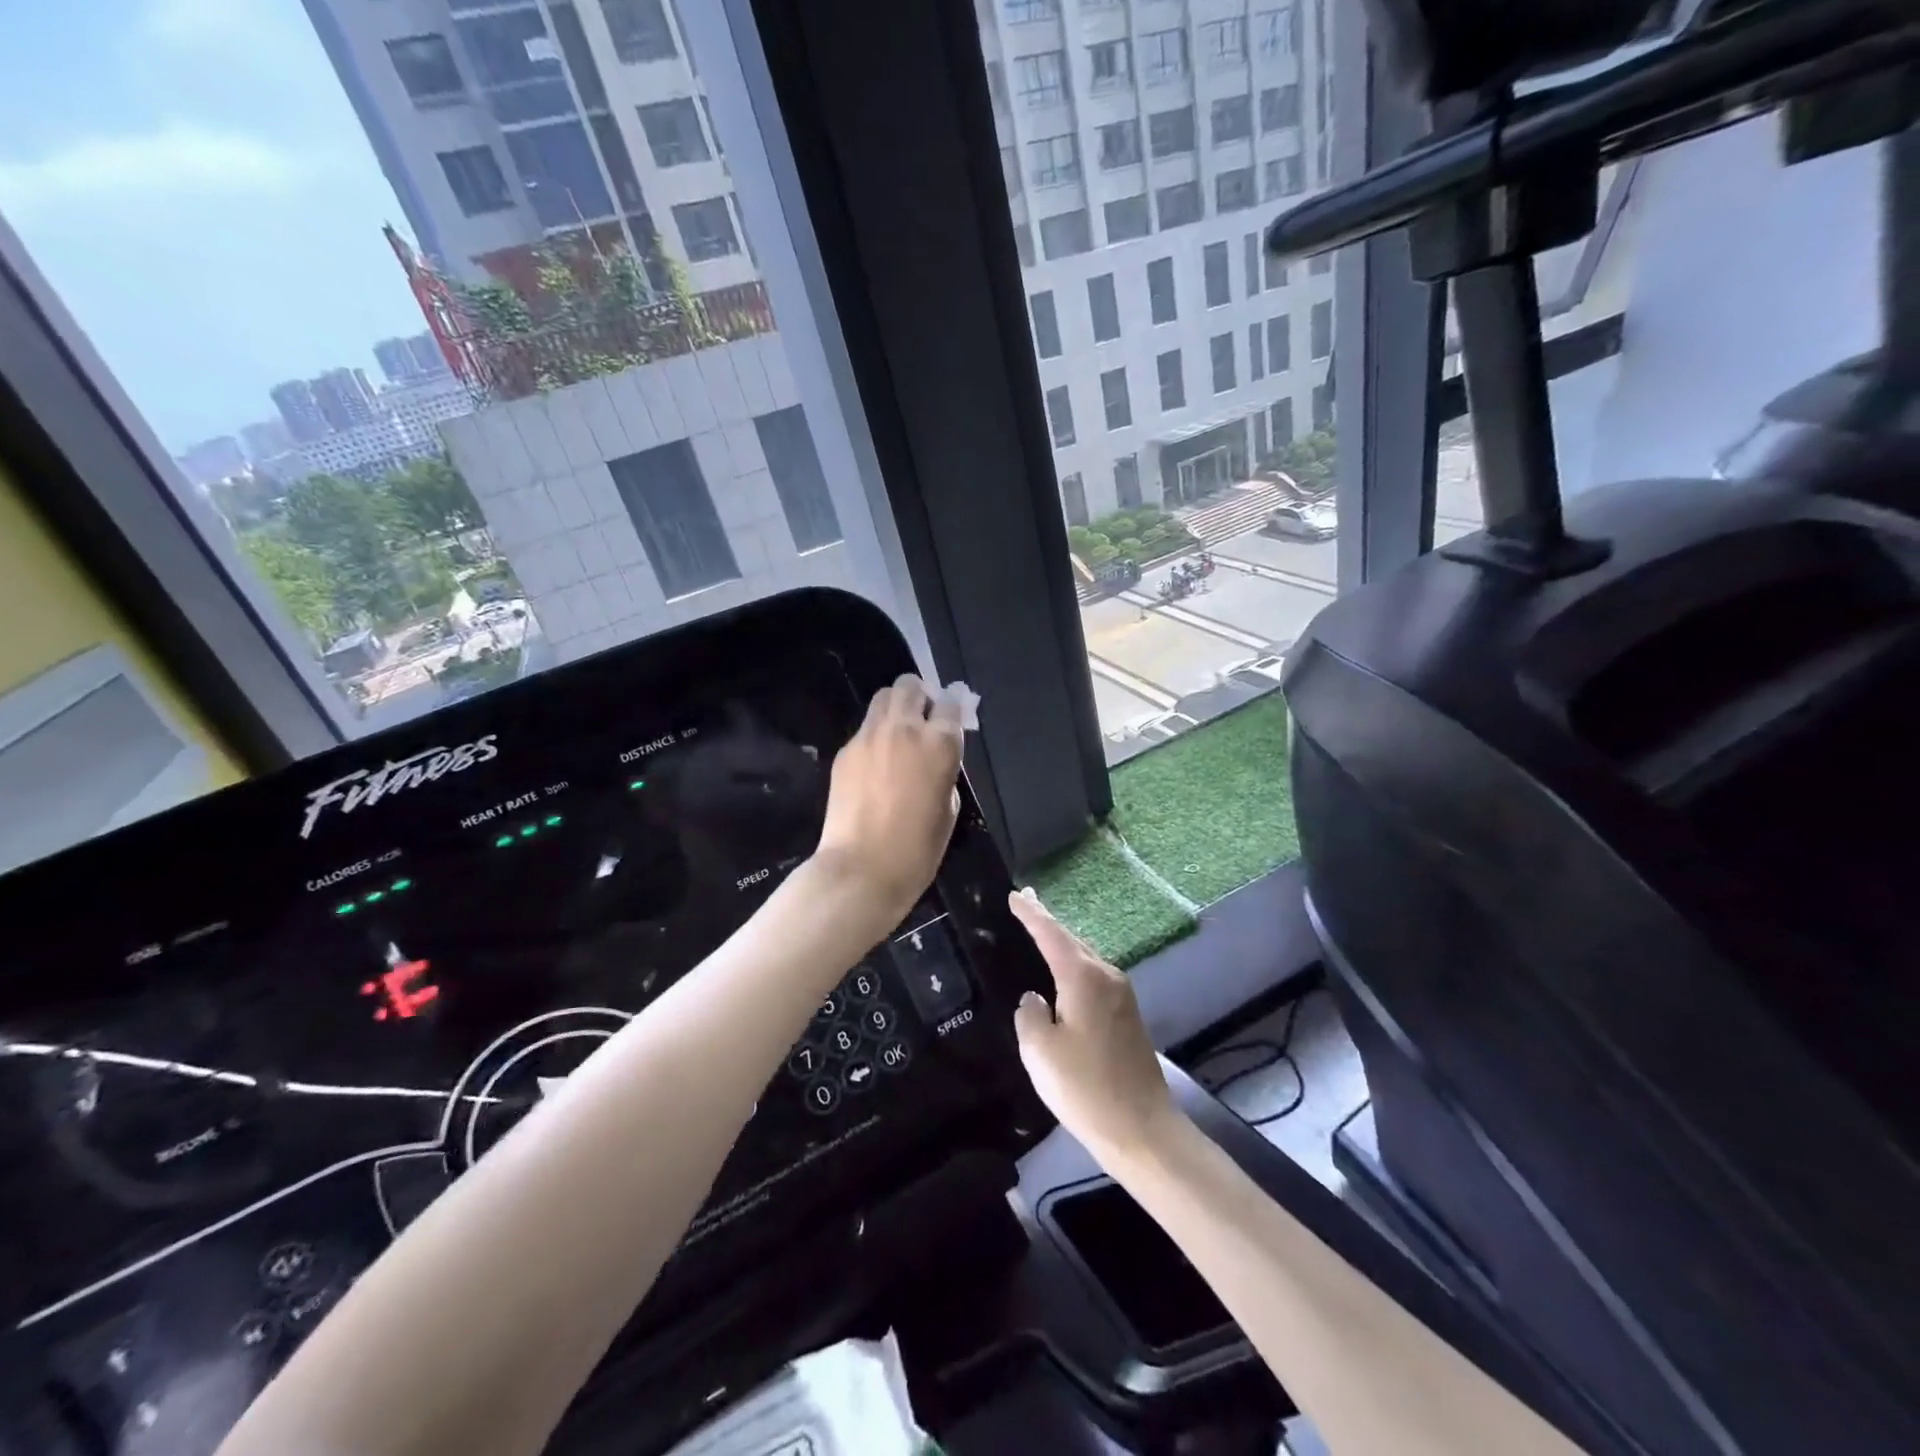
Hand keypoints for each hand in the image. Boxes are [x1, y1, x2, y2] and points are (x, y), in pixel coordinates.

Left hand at [814, 674, 964, 924]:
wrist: (862, 869)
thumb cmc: (917, 850)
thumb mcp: (949, 808)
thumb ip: (944, 771)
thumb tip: (933, 759)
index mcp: (939, 744)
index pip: (950, 703)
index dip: (953, 709)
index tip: (952, 719)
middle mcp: (904, 729)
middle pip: (910, 686)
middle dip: (919, 697)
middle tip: (922, 721)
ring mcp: (869, 737)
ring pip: (882, 698)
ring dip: (895, 708)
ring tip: (898, 736)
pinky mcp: (845, 751)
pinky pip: (864, 730)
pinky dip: (875, 736)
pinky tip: (876, 765)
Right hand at [1009, 890, 1182, 1163]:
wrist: (1142, 1130)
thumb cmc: (1085, 1088)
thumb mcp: (1040, 1052)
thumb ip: (1029, 1015)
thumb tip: (1035, 1000)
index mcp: (1083, 977)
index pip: (1051, 934)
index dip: (1031, 913)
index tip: (1015, 895)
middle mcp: (1107, 977)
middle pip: (1072, 940)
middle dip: (1048, 922)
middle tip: (1027, 903)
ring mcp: (1122, 996)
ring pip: (1085, 958)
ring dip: (1063, 944)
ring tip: (1041, 932)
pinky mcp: (1127, 1017)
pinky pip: (1094, 977)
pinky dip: (1074, 967)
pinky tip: (1064, 976)